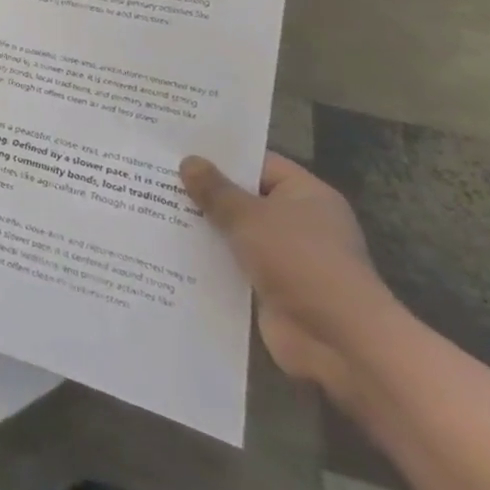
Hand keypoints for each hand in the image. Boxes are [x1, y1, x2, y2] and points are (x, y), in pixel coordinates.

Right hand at [179, 152, 399, 400]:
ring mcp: (286, 257)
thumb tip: (189, 161)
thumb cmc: (300, 261)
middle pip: (243, 198)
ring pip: (235, 232)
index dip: (220, 156)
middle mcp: (299, 222)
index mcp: (306, 195)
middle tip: (155, 174)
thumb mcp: (250, 216)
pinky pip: (233, 264)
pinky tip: (169, 247)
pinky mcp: (271, 287)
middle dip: (204, 191)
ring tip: (151, 206)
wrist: (339, 341)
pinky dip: (208, 258)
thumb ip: (216, 189)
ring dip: (202, 226)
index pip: (258, 164)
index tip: (179, 148)